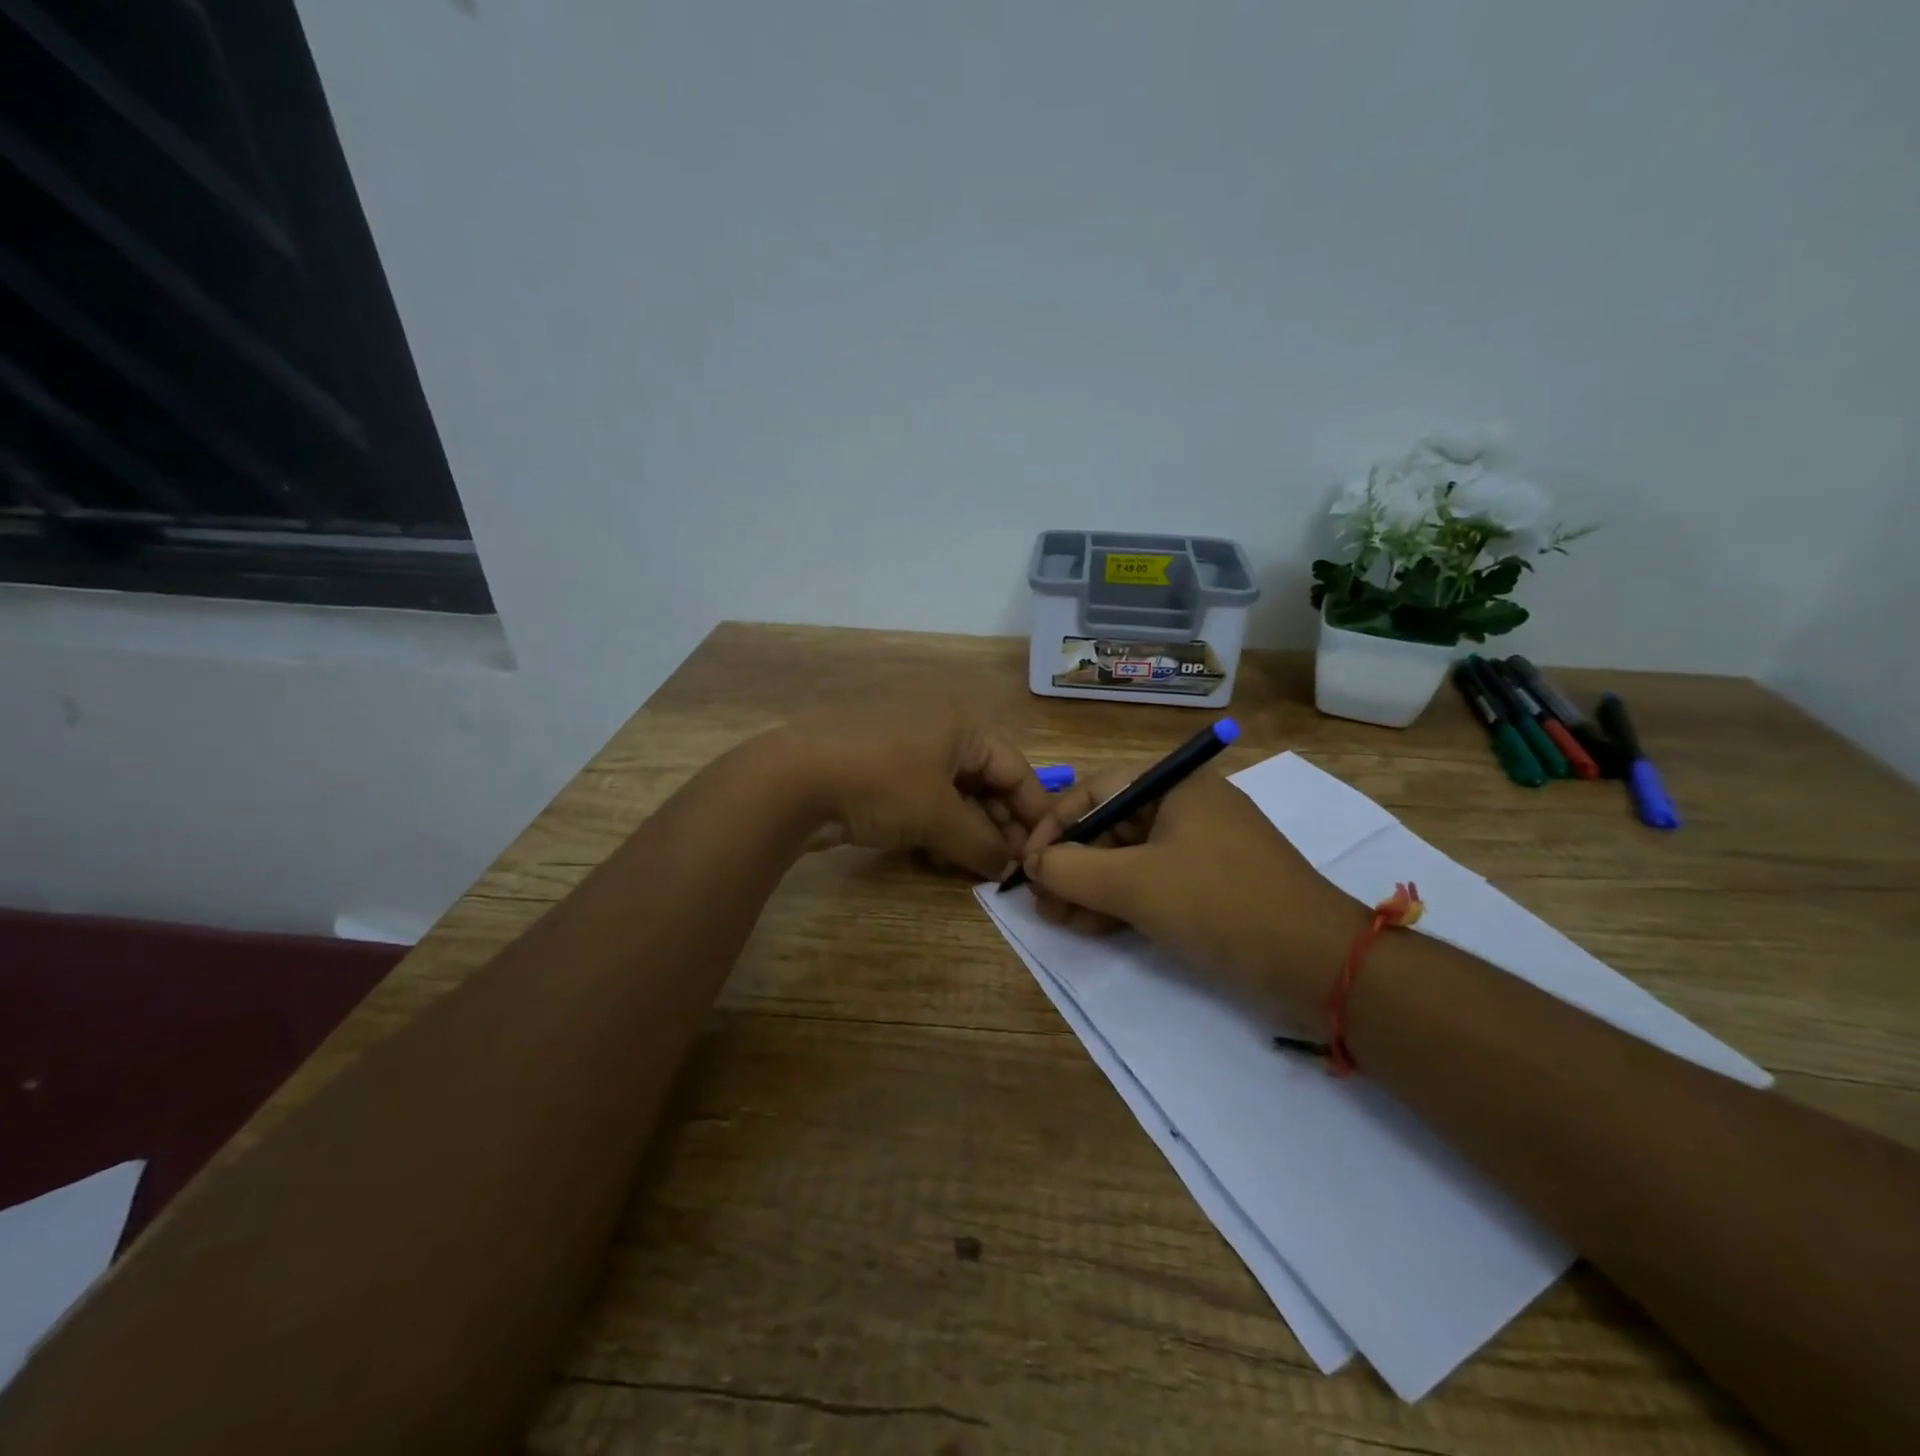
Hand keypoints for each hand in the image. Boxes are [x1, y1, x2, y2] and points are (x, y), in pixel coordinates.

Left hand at [774, 706, 1055, 879]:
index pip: (1016, 769)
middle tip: (1009, 866)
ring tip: (974, 865)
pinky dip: (934, 826)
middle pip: (985, 781)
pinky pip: (921, 799)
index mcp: (962, 726)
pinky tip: (935, 855)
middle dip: (999, 825)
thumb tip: (1010, 868)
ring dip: (967, 830)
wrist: (790, 779)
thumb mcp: (939, 816)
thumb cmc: (881, 784)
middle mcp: (938, 729)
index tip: (1048, 850)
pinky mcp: (877, 770)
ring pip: (952, 794)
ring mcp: (904, 748)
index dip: (1034, 812)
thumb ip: (982, 844)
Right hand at [1020, 768, 1361, 1021]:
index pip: (1095, 791)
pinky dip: (1121, 902)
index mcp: (1176, 785)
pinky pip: (1154, 882)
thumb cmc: (1220, 904)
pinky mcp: (1213, 884)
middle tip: (1041, 901)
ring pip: (1129, 859)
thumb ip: (1071, 869)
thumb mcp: (1134, 884)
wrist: (1319, 962)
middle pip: (1111, 826)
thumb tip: (1032, 864)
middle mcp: (1188, 806)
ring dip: (1090, 888)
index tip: (1026, 864)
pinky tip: (1091, 927)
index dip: (1054, 826)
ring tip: (1059, 920)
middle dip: (1071, 864)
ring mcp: (1203, 846)